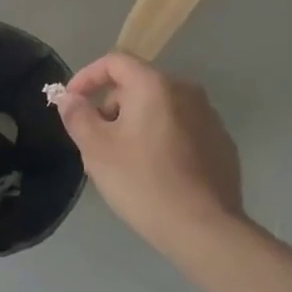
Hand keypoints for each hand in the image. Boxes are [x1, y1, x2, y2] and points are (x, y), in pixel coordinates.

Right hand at [58, 52, 245, 261]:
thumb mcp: (96, 149)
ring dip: (136, 124)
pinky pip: (182, 130)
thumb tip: (69, 97)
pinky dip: (162, 139)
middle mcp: (186, 91)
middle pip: (137, 85)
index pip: (114, 62)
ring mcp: (209, 118)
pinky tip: (155, 172)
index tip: (72, 102)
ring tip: (123, 160)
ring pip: (160, 109)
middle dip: (111, 106)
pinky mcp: (222, 145)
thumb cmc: (143, 182)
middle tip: (95, 140)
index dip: (87, 77)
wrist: (205, 230)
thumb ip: (77, 115)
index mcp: (154, 85)